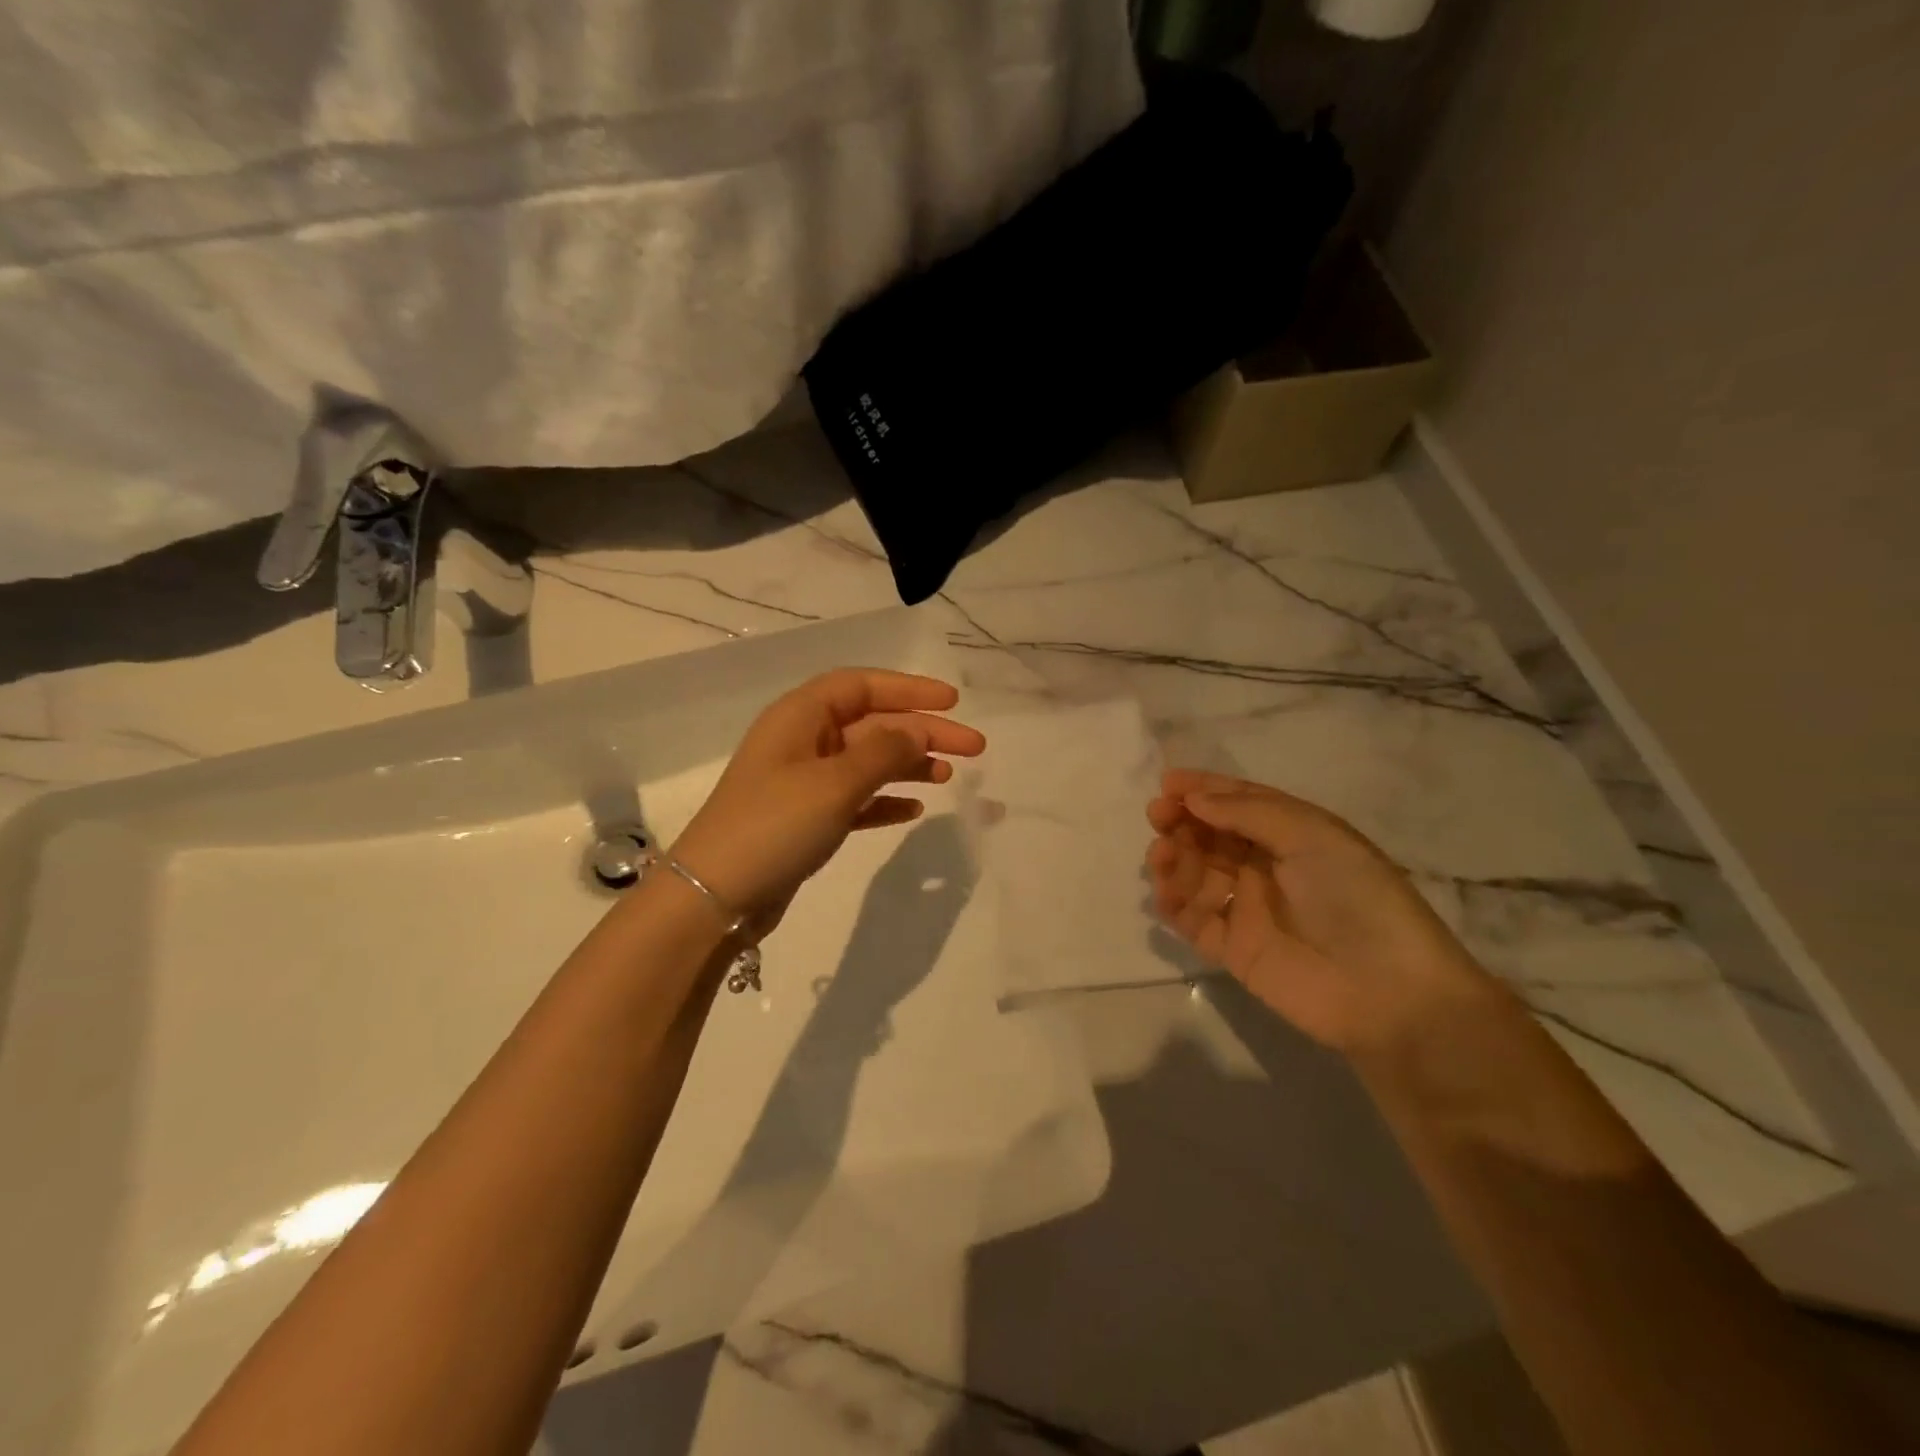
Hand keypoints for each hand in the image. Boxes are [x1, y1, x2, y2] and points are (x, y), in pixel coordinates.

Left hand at [670, 669, 985, 933]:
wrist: (715, 898)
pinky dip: (885, 799)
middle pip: (872, 724)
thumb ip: (883, 752)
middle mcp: (802, 741)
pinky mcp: (806, 819)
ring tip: (950, 776)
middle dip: (922, 732)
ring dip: (908, 764)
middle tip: (974, 747)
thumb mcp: (834, 783)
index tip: (952, 702)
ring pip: (868, 761)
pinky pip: (856, 798)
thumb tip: (918, 731)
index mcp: (800, 717)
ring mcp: (803, 782)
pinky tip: (914, 808)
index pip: (861, 686)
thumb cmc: (774, 825)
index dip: (908, 689)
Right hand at [1146, 769, 1497, 1057]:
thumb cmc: (1354, 897)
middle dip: (1181, 822)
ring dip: (1174, 860)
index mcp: (1292, 834)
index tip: (1167, 782)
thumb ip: (1248, 812)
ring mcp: (1248, 908)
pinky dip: (1174, 904)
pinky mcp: (1233, 949)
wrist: (1387, 992)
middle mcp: (1266, 866)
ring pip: (1196, 874)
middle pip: (1211, 836)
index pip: (1239, 803)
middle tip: (1158, 818)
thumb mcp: (1311, 836)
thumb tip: (1192, 799)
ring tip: (1162, 858)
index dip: (1203, 789)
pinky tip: (1166, 895)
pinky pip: (1193, 920)